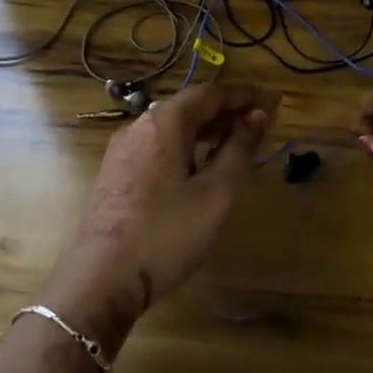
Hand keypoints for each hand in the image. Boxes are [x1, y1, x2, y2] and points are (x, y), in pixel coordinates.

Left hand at [50, 82, 277, 333]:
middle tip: (260, 124)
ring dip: (206, 131)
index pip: (210, 93)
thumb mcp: (215, 194)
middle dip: (226, 112)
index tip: (272, 101)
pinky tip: (198, 169)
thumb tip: (256, 117)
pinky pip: (157, 148)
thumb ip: (238, 151)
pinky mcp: (114, 175)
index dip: (244, 95)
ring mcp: (121, 152)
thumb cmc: (166, 234)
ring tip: (235, 145)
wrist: (100, 279)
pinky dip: (185, 148)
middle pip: (188, 108)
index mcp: (164, 124)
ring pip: (171, 129)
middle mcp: (138, 127)